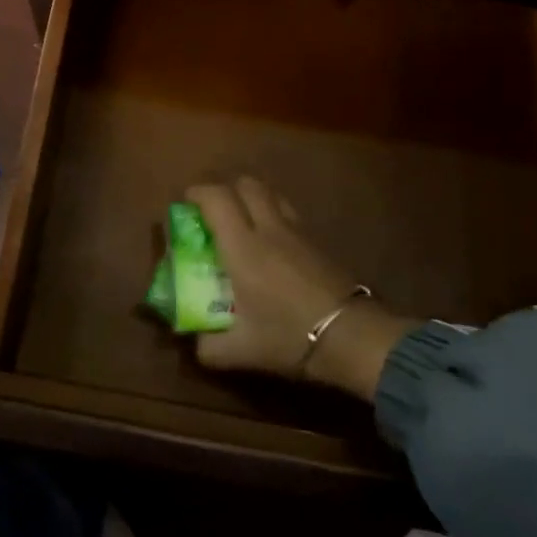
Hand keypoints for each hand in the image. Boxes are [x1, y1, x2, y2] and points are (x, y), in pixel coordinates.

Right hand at [187, 177, 419, 400]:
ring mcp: (296, 231)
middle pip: (246, 185)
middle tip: (212, 211)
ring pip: (270, 193)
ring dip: (251, 197)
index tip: (185, 204)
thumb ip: (208, 347)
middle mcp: (268, 229)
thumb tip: (194, 343)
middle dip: (224, 189)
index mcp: (242, 248)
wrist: (351, 336)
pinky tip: (271, 241)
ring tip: (241, 220)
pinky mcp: (317, 241)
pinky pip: (288, 212)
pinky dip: (273, 213)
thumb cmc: (290, 337)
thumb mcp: (240, 351)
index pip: (216, 199)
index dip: (197, 194)